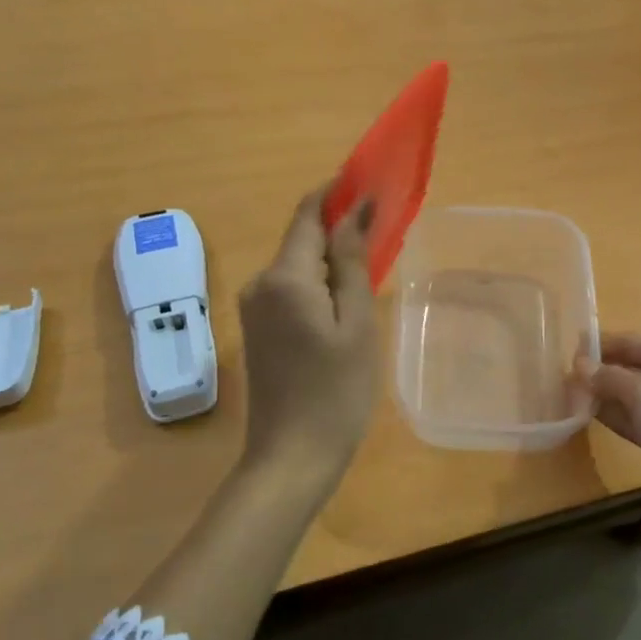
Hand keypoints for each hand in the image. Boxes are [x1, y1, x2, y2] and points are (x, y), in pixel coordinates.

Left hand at [238, 185, 378, 479]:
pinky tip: (347, 301)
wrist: (291, 459)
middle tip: (385, 229)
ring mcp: (255, 308)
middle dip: (339, 226)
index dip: (336, 191)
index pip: (308, 214)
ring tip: (374, 266)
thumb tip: (356, 209)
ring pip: (298, 265)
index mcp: (284, 277)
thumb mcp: (356, 323)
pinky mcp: (259, 329)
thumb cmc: (336, 391)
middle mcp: (260, 283)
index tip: (370, 180)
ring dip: (332, 258)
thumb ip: (353, 262)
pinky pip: (292, 289)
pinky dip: (320, 284)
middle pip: (302, 238)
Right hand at [580, 333, 640, 548]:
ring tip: (567, 397)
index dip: (599, 346)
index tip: (563, 350)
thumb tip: (580, 364)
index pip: (634, 341)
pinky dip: (621, 418)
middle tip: (559, 379)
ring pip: (638, 395)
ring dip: (607, 397)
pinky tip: (591, 418)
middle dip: (601, 373)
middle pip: (636, 366)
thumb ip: (610, 378)